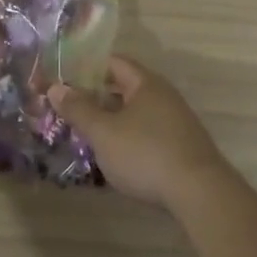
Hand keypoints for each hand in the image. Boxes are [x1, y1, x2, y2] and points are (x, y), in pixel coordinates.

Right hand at [51, 56, 233, 210]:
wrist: (201, 195)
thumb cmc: (146, 154)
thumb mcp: (103, 132)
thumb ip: (78, 109)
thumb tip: (55, 87)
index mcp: (145, 83)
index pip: (113, 62)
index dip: (87, 66)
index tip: (64, 77)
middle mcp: (163, 96)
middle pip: (124, 87)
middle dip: (96, 96)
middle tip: (69, 107)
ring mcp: (176, 122)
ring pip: (135, 112)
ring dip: (111, 119)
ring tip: (86, 133)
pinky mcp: (181, 147)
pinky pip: (147, 132)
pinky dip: (127, 137)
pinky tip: (114, 156)